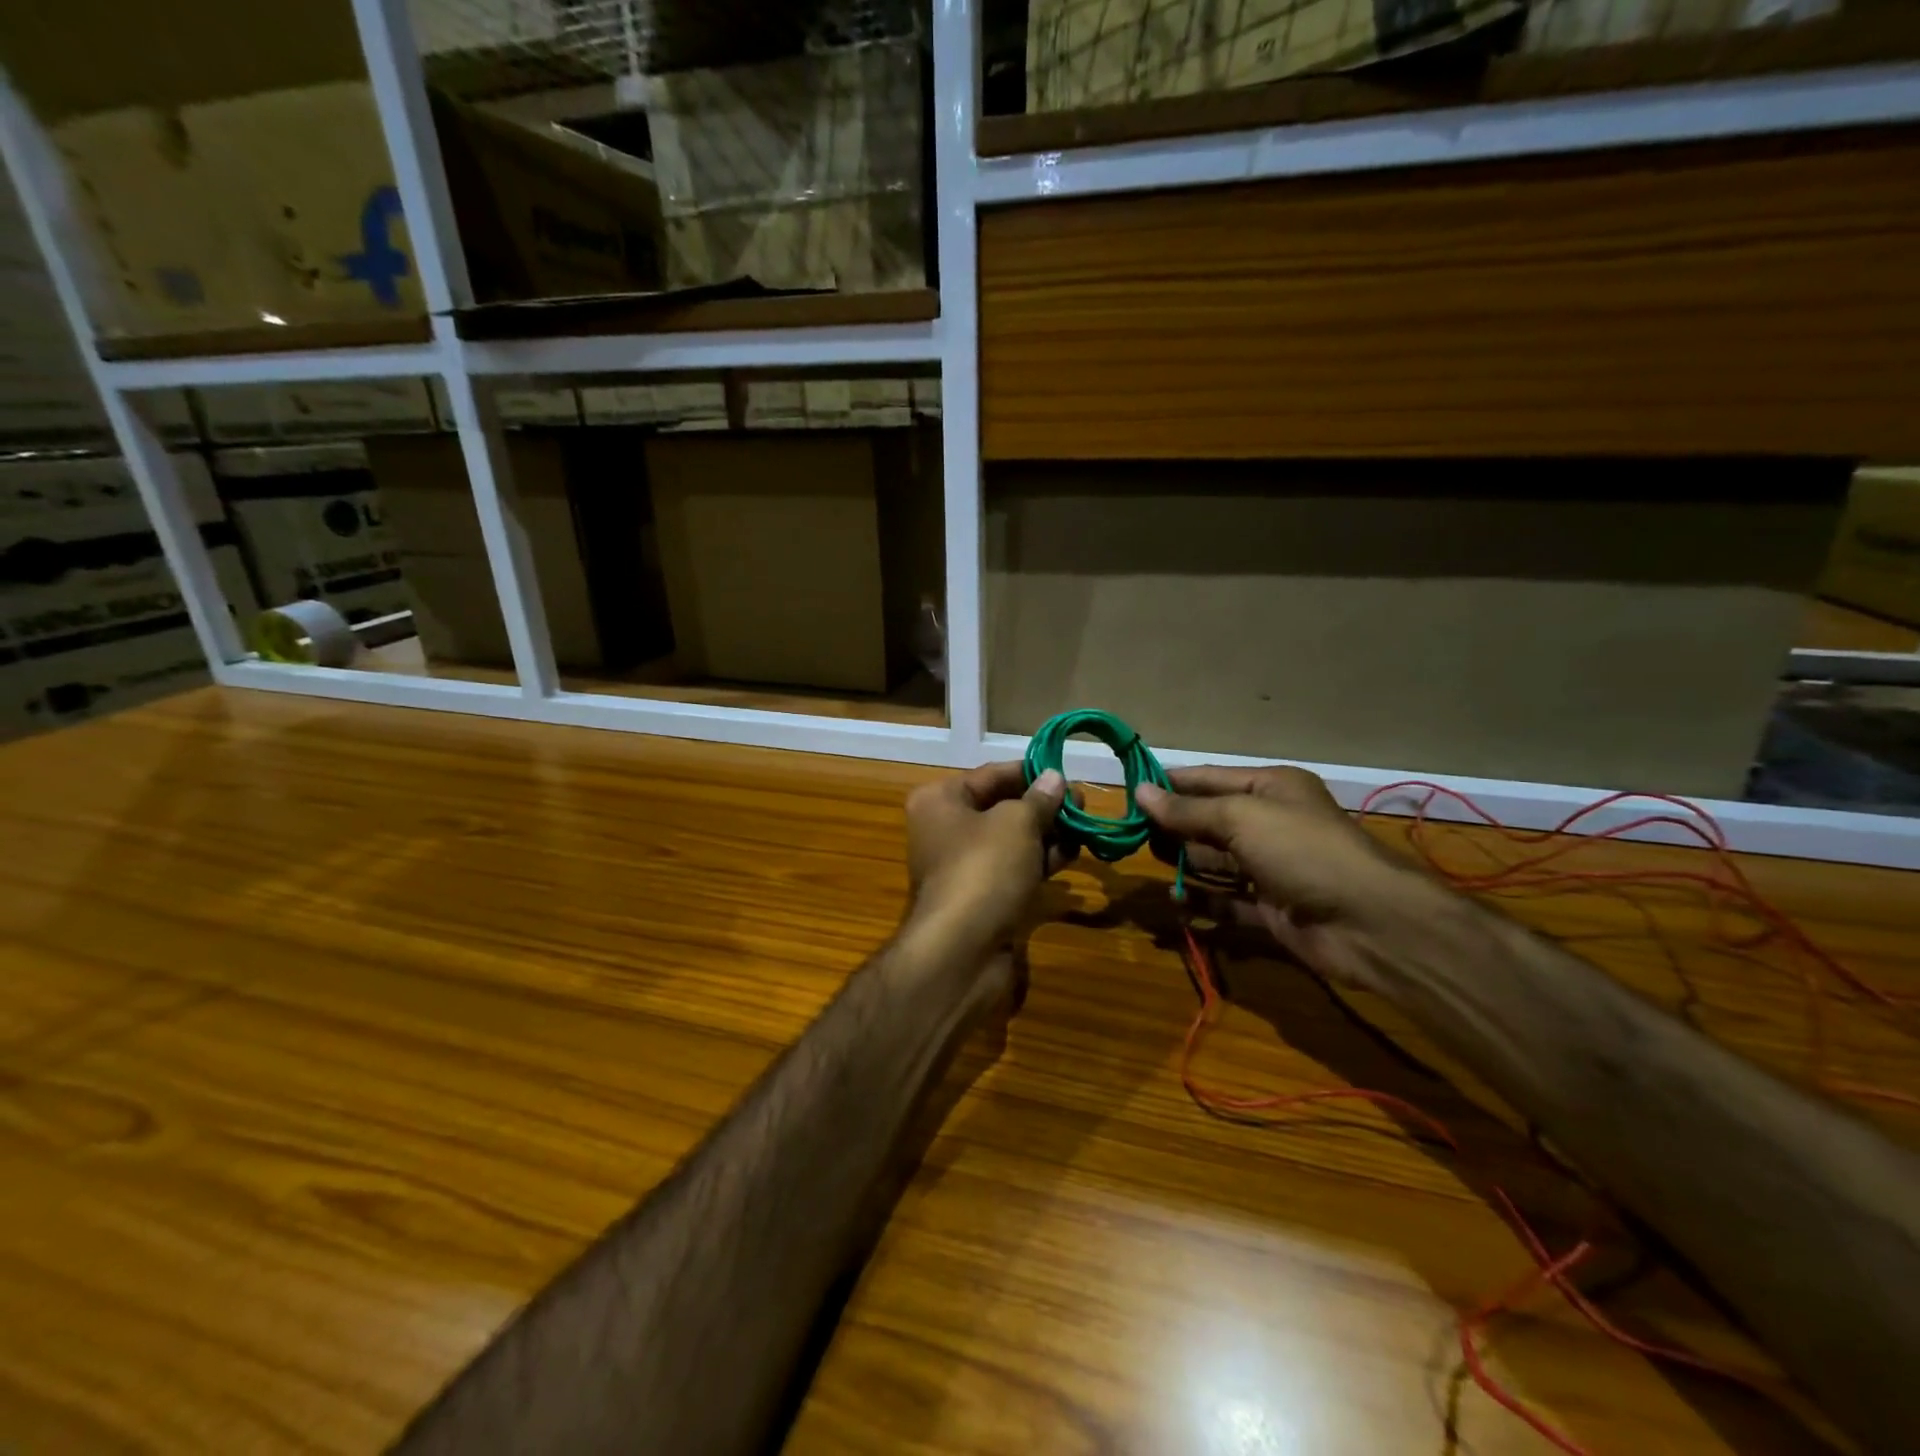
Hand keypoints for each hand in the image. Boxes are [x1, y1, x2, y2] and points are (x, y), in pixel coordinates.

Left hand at [904, 762, 1074, 956]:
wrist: (962, 952)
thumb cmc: (983, 869)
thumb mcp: (1016, 823)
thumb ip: (1039, 799)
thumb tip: (1054, 778)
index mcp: (940, 801)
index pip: (991, 774)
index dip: (1030, 772)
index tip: (1067, 772)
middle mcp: (946, 830)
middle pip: (1001, 807)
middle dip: (1043, 805)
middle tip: (1084, 803)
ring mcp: (963, 867)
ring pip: (1011, 840)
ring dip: (1047, 833)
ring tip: (1085, 827)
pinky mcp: (982, 898)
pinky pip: (1014, 869)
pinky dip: (1041, 861)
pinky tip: (1072, 854)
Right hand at [1135, 766, 1431, 989]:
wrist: (1368, 922)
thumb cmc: (1302, 851)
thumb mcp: (1240, 818)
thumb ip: (1187, 809)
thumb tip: (1139, 792)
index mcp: (1269, 789)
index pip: (1207, 779)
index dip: (1169, 784)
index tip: (1128, 792)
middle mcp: (1269, 823)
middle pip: (1208, 821)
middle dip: (1173, 827)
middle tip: (1132, 835)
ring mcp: (1270, 868)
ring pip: (1214, 861)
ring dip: (1183, 864)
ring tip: (1149, 865)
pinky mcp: (1270, 908)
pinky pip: (1226, 901)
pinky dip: (1202, 902)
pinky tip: (1175, 903)